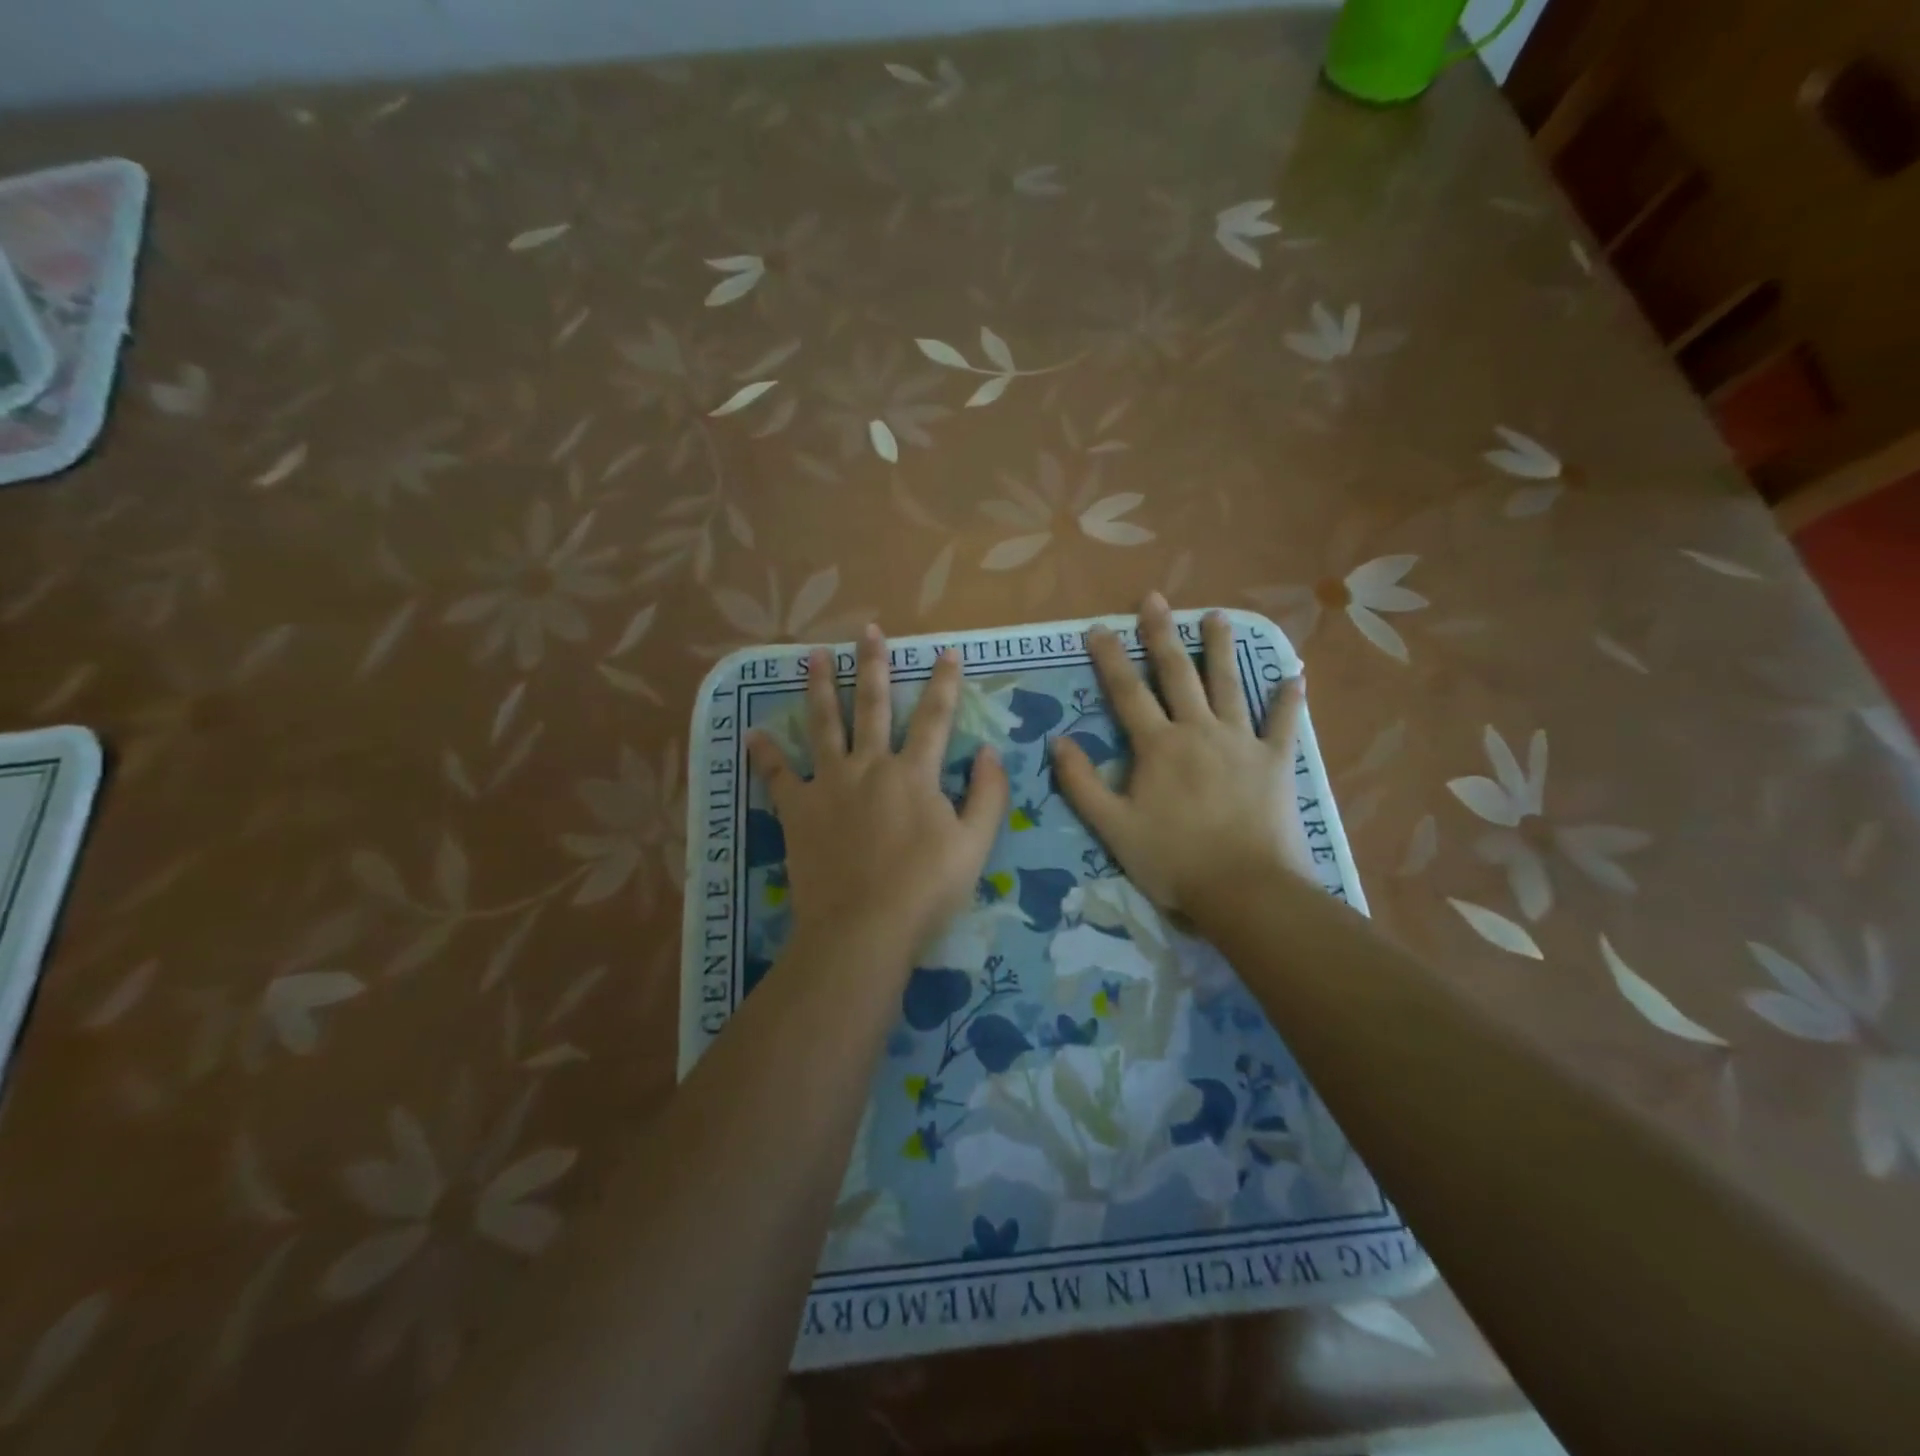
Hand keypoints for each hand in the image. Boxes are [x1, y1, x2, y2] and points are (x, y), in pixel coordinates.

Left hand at [749, 626, 1009, 957]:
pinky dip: (765, 754)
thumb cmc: (926, 889)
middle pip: (872, 705)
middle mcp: (870, 766)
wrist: (864, 927)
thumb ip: (988, 795)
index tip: (946, 652)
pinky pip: (777, 776)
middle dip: (873, 665)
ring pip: (823, 725)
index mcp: (914, 773)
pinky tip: (753, 732)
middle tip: (867, 630)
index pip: (935, 717)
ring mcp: (829, 784)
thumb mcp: (975, 845)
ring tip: (812, 656)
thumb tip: (990, 752)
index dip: (944, 683)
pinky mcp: (797, 810)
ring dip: (819, 688)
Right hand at [1051, 595, 1312, 913]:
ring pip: (1228, 685)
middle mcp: (1198, 731)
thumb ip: (1082, 783)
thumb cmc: (1172, 860)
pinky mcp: (1276, 762)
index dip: (1110, 658)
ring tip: (1217, 616)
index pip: (1127, 691)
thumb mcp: (1112, 827)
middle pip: (1177, 674)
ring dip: (1220, 648)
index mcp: (1158, 746)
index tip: (1097, 627)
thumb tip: (1058, 741)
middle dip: (1162, 634)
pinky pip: (1283, 724)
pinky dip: (1288, 700)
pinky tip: (1294, 676)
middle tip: (1155, 599)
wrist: (1244, 889)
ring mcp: (1241, 743)